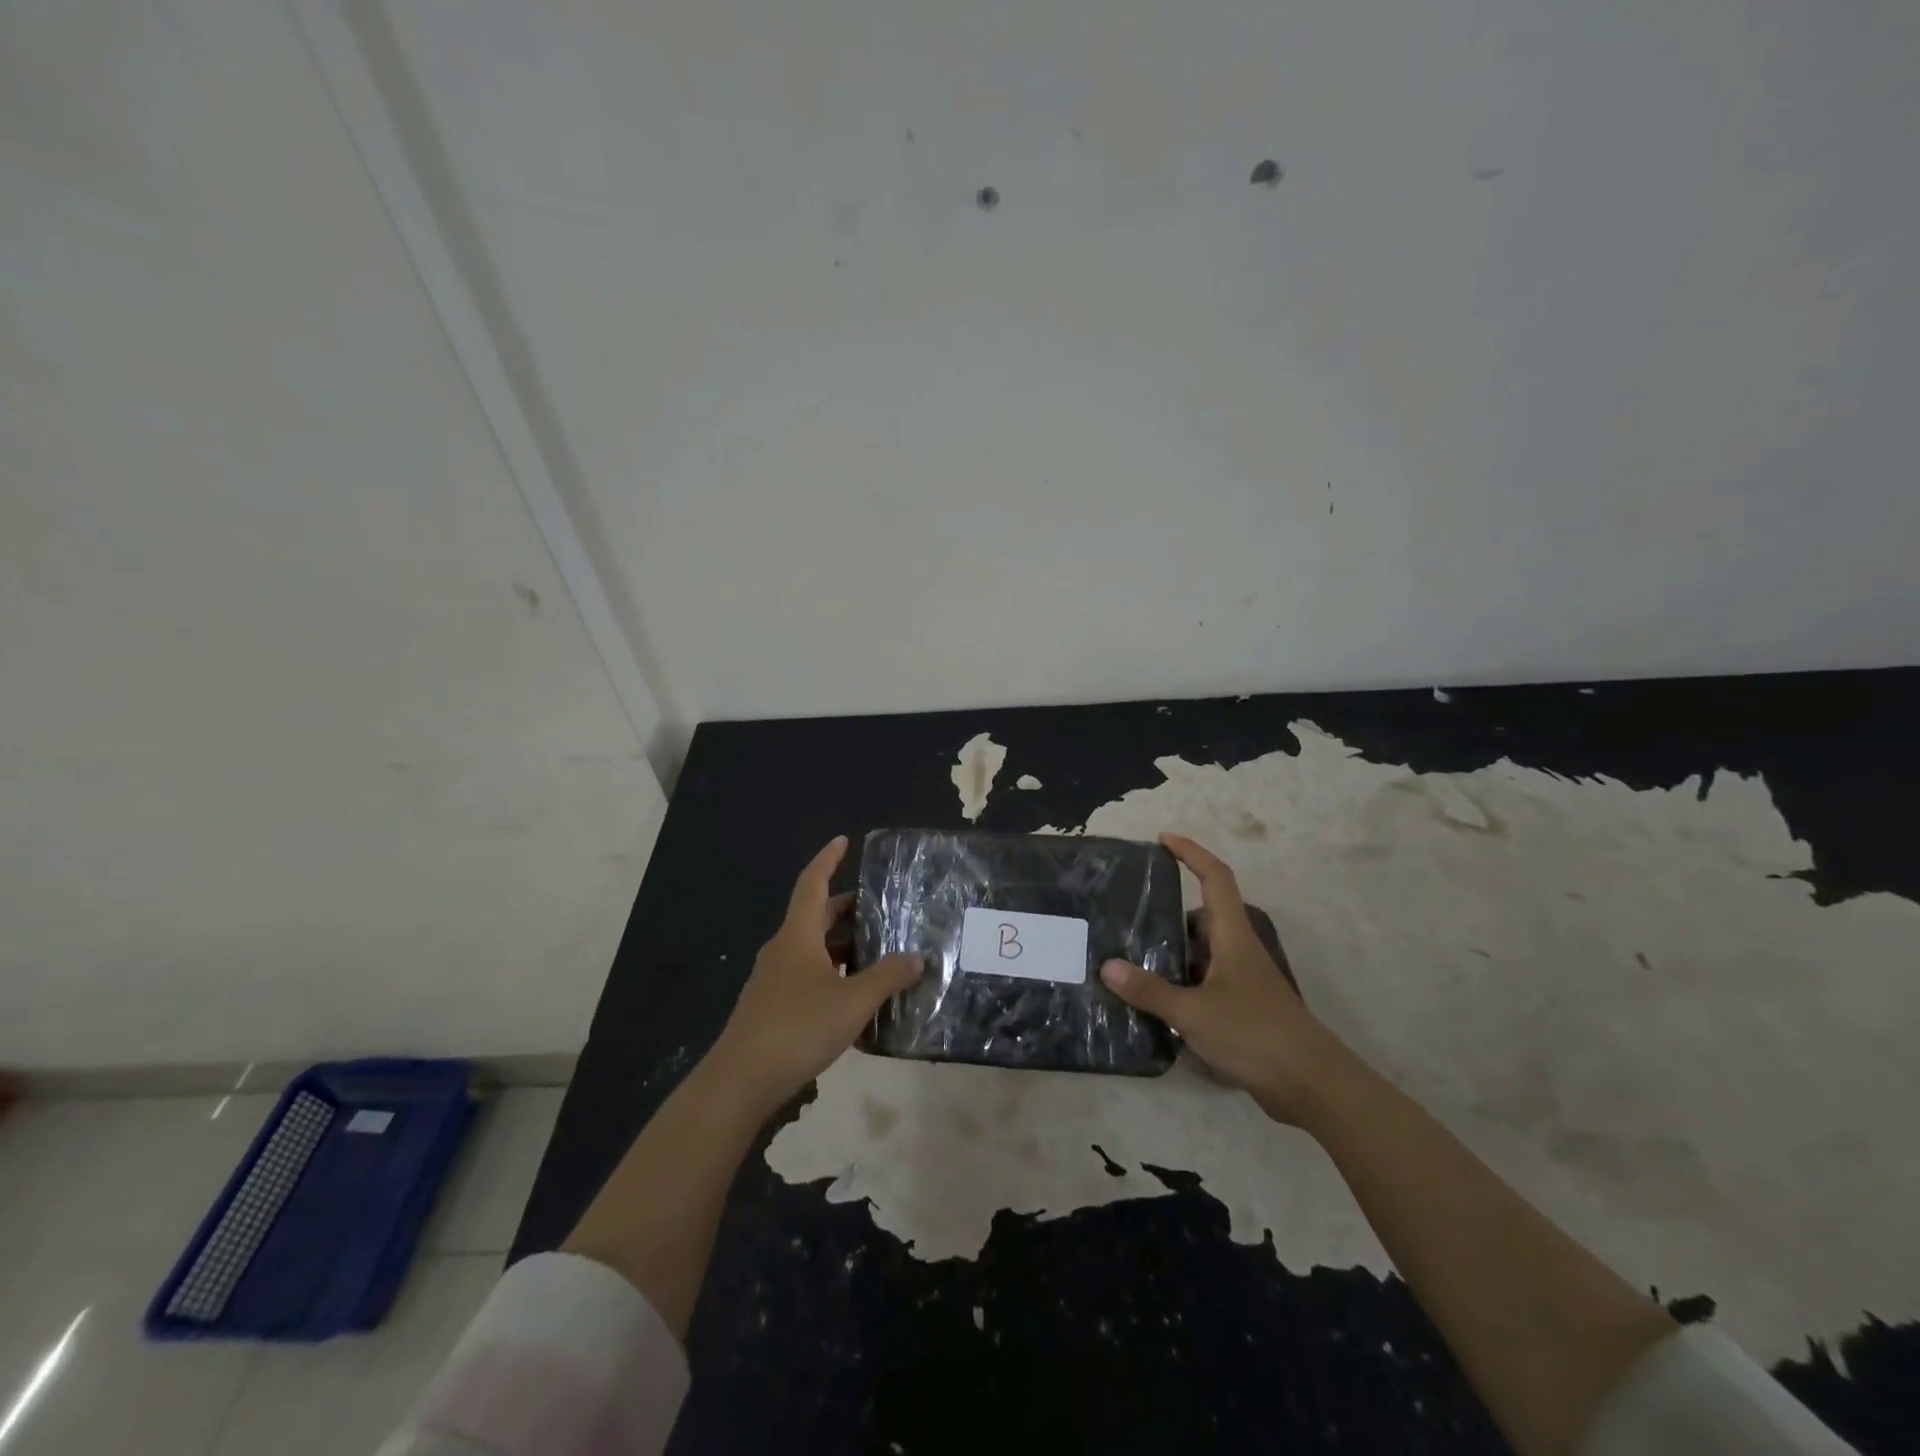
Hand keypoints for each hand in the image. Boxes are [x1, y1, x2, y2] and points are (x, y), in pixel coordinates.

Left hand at [709, 835, 922, 1114]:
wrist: (740, 1080)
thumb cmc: (798, 1027)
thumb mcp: (853, 1001)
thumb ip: (888, 977)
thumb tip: (918, 957)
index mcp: (798, 935)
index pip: (812, 883)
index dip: (828, 859)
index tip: (843, 840)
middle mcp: (783, 949)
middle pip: (816, 916)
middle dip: (847, 908)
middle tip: (881, 907)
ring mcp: (774, 978)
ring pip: (813, 947)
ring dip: (842, 944)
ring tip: (878, 950)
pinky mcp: (773, 1005)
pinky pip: (808, 974)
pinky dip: (833, 971)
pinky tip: (855, 993)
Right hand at [1100, 833, 1356, 1125]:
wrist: (1310, 1084)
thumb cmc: (1254, 1034)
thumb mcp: (1193, 1012)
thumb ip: (1150, 990)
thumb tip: (1107, 966)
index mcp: (1232, 936)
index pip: (1214, 878)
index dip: (1191, 853)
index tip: (1163, 840)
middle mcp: (1238, 950)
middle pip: (1202, 916)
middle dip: (1168, 911)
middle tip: (1128, 914)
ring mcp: (1242, 980)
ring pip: (1200, 952)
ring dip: (1170, 951)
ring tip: (1129, 956)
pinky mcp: (1241, 1008)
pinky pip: (1202, 981)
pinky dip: (1179, 982)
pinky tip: (1152, 1000)